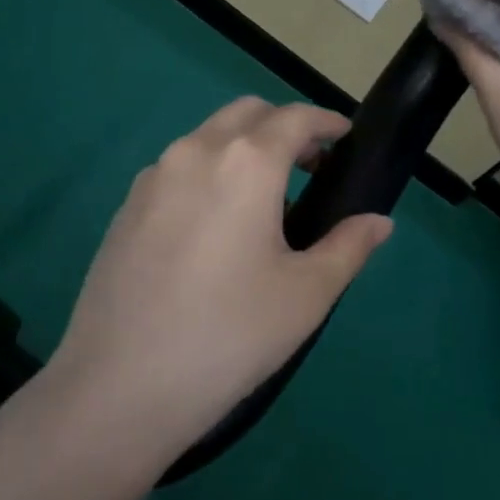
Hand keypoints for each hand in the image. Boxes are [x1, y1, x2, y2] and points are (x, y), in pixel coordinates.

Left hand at [46, 98, 391, 462]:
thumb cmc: (230, 334)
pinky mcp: (125, 207)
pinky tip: (214, 228)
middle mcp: (195, 152)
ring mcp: (153, 177)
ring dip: (243, 148)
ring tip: (264, 203)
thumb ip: (348, 247)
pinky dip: (208, 173)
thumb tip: (378, 222)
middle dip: (284, 126)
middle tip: (311, 167)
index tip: (346, 136)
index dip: (326, 121)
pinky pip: (177, 169)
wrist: (120, 385)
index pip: (295, 118)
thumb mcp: (305, 294)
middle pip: (247, 114)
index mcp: (245, 162)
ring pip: (207, 138)